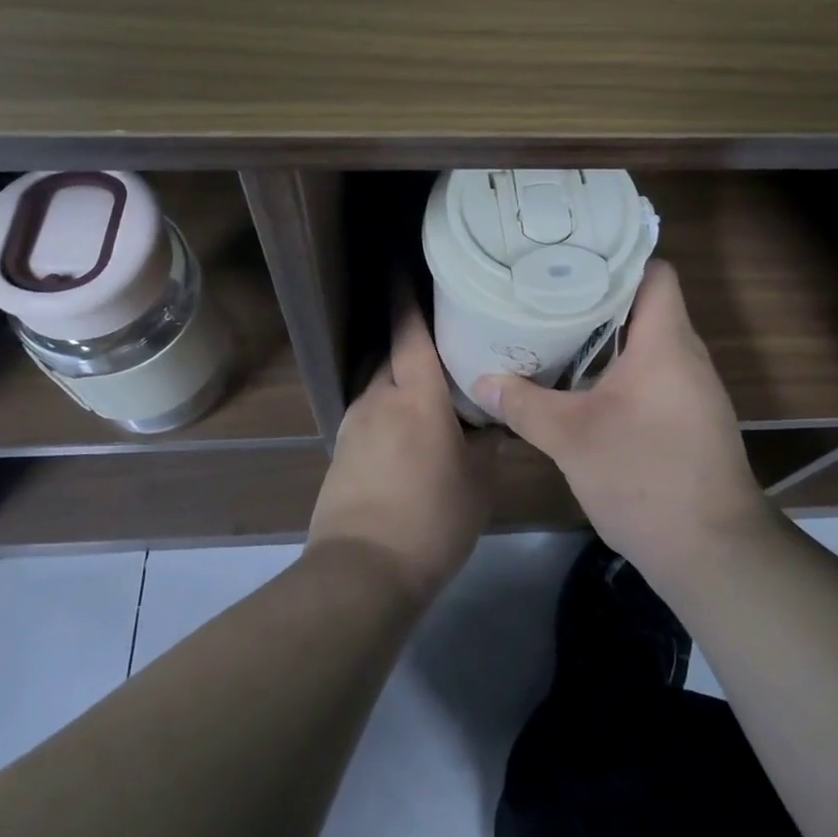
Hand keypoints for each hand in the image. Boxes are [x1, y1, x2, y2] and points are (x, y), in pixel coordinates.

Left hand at [306, 300, 497, 603]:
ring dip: (400, 380)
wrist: (362, 573)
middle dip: (410, 341)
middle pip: (391, 354)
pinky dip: (389, 412)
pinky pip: (369, 414)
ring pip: (379, 385)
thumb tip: (496, 422)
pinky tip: (407, 436)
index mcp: (416, 396)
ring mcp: (353, 425)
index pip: (410, 331)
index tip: (400, 263)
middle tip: (442, 337)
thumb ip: (487, 444)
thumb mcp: (478, 483)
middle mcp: (378, 398)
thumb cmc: (432, 520)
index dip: (404, 294)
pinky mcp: (341, 452)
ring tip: (429, 392)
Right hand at [472, 260, 773, 585]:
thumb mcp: (572, 439)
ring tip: (559, 330)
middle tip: (549, 292)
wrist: (713, 553)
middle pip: (647, 303)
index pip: (654, 272)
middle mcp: (687, 355)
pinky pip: (656, 372)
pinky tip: (587, 384)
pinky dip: (623, 368)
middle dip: (599, 297)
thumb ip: (524, 405)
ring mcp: (694, 389)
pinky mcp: (692, 417)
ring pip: (650, 341)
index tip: (572, 259)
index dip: (617, 259)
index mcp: (666, 342)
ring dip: (610, 336)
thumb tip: (481, 381)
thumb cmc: (645, 476)